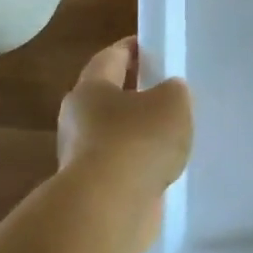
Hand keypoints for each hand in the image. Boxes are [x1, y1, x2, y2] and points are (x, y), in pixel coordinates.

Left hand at [56, 37, 192, 213]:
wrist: (110, 206)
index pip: (110, 58)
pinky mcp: (94, 189)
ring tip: (173, 132)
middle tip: (166, 90)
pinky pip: (123, 166)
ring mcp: (83, 158)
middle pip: (108, 98)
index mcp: (90, 90)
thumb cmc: (138, 140)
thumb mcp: (172, 102)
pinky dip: (140, 163)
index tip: (151, 45)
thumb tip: (167, 92)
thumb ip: (173, 91)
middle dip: (135, 92)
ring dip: (139, 132)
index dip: (131, 48)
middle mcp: (78, 120)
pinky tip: (164, 166)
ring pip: (116, 134)